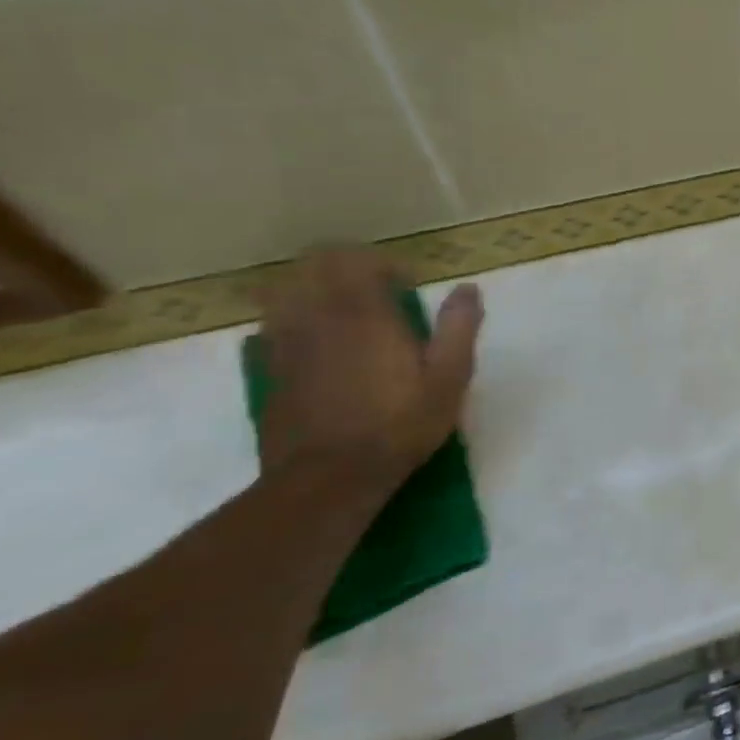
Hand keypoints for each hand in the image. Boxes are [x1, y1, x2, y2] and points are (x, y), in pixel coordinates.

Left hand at [257, 249, 483, 492]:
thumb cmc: (400, 424)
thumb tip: (467, 288)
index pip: (358, 260)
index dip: (384, 264)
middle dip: (345, 266)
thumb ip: (459, 327)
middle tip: (375, 289)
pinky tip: (319, 342)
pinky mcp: (271, 370)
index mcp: (365, 314)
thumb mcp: (450, 377)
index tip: (407, 287)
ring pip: (286, 290)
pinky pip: (274, 325)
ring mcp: (287, 343)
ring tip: (343, 311)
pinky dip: (294, 318)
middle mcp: (319, 318)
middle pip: (314, 265)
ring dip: (314, 288)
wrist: (330, 479)